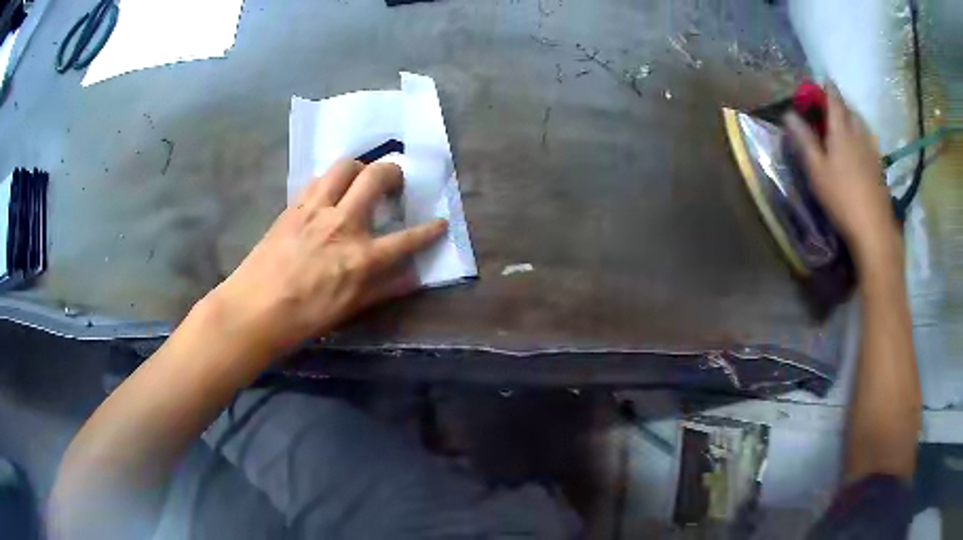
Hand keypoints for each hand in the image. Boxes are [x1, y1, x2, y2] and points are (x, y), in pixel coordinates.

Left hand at [210, 159, 446, 352]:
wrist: (255, 309)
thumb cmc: (304, 317)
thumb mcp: (349, 309)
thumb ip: (384, 288)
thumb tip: (412, 276)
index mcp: (361, 257)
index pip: (406, 239)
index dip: (429, 231)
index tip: (441, 223)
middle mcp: (342, 223)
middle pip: (376, 177)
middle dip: (394, 172)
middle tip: (395, 183)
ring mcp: (316, 210)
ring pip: (345, 166)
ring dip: (360, 167)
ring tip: (360, 181)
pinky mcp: (294, 206)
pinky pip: (318, 179)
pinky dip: (332, 180)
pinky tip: (329, 194)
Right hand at [784, 83, 900, 268]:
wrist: (873, 229)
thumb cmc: (841, 197)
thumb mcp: (816, 170)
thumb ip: (804, 140)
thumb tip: (789, 114)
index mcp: (841, 131)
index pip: (834, 100)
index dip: (828, 88)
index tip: (823, 80)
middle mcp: (859, 135)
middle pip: (850, 110)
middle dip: (841, 102)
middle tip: (832, 103)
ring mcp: (872, 151)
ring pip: (862, 125)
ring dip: (853, 118)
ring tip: (846, 121)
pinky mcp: (879, 168)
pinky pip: (870, 141)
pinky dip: (863, 135)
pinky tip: (861, 146)